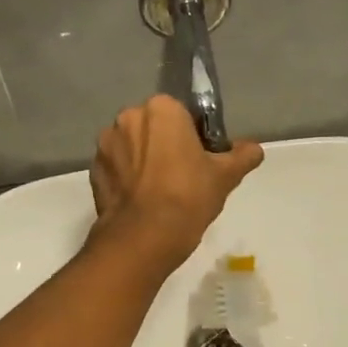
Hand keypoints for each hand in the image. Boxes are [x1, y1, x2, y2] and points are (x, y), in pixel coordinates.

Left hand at [89, 95, 262, 266]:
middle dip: (165, 144)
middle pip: (154, 127)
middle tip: (183, 175)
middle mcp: (128, 117)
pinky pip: (117, 168)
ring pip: (132, 146)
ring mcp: (106, 144)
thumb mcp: (226, 176)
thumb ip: (243, 156)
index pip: (182, 113)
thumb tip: (254, 149)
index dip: (193, 135)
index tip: (201, 159)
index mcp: (162, 109)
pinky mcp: (93, 170)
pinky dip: (127, 179)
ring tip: (160, 192)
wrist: (143, 237)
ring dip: (143, 160)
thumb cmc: (188, 196)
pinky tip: (142, 201)